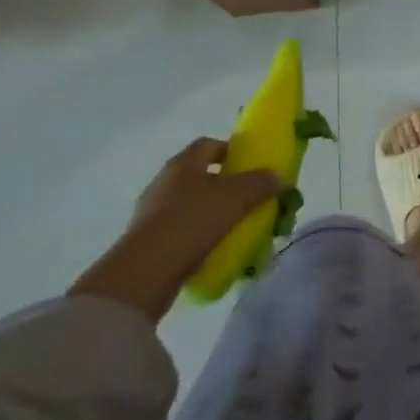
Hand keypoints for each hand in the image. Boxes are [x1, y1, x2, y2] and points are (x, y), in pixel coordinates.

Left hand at [70, 137, 282, 323]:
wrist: (143, 275)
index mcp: (183, 163)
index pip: (209, 144)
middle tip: (249, 198)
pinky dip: (199, 236)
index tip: (251, 165)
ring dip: (213, 212)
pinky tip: (215, 250)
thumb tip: (276, 177)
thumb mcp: (235, 198)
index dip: (231, 150)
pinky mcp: (148, 242)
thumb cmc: (190, 223)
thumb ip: (259, 183)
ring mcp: (152, 213)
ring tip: (236, 228)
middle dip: (225, 184)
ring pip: (191, 204)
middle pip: (201, 174)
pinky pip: (181, 231)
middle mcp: (165, 182)